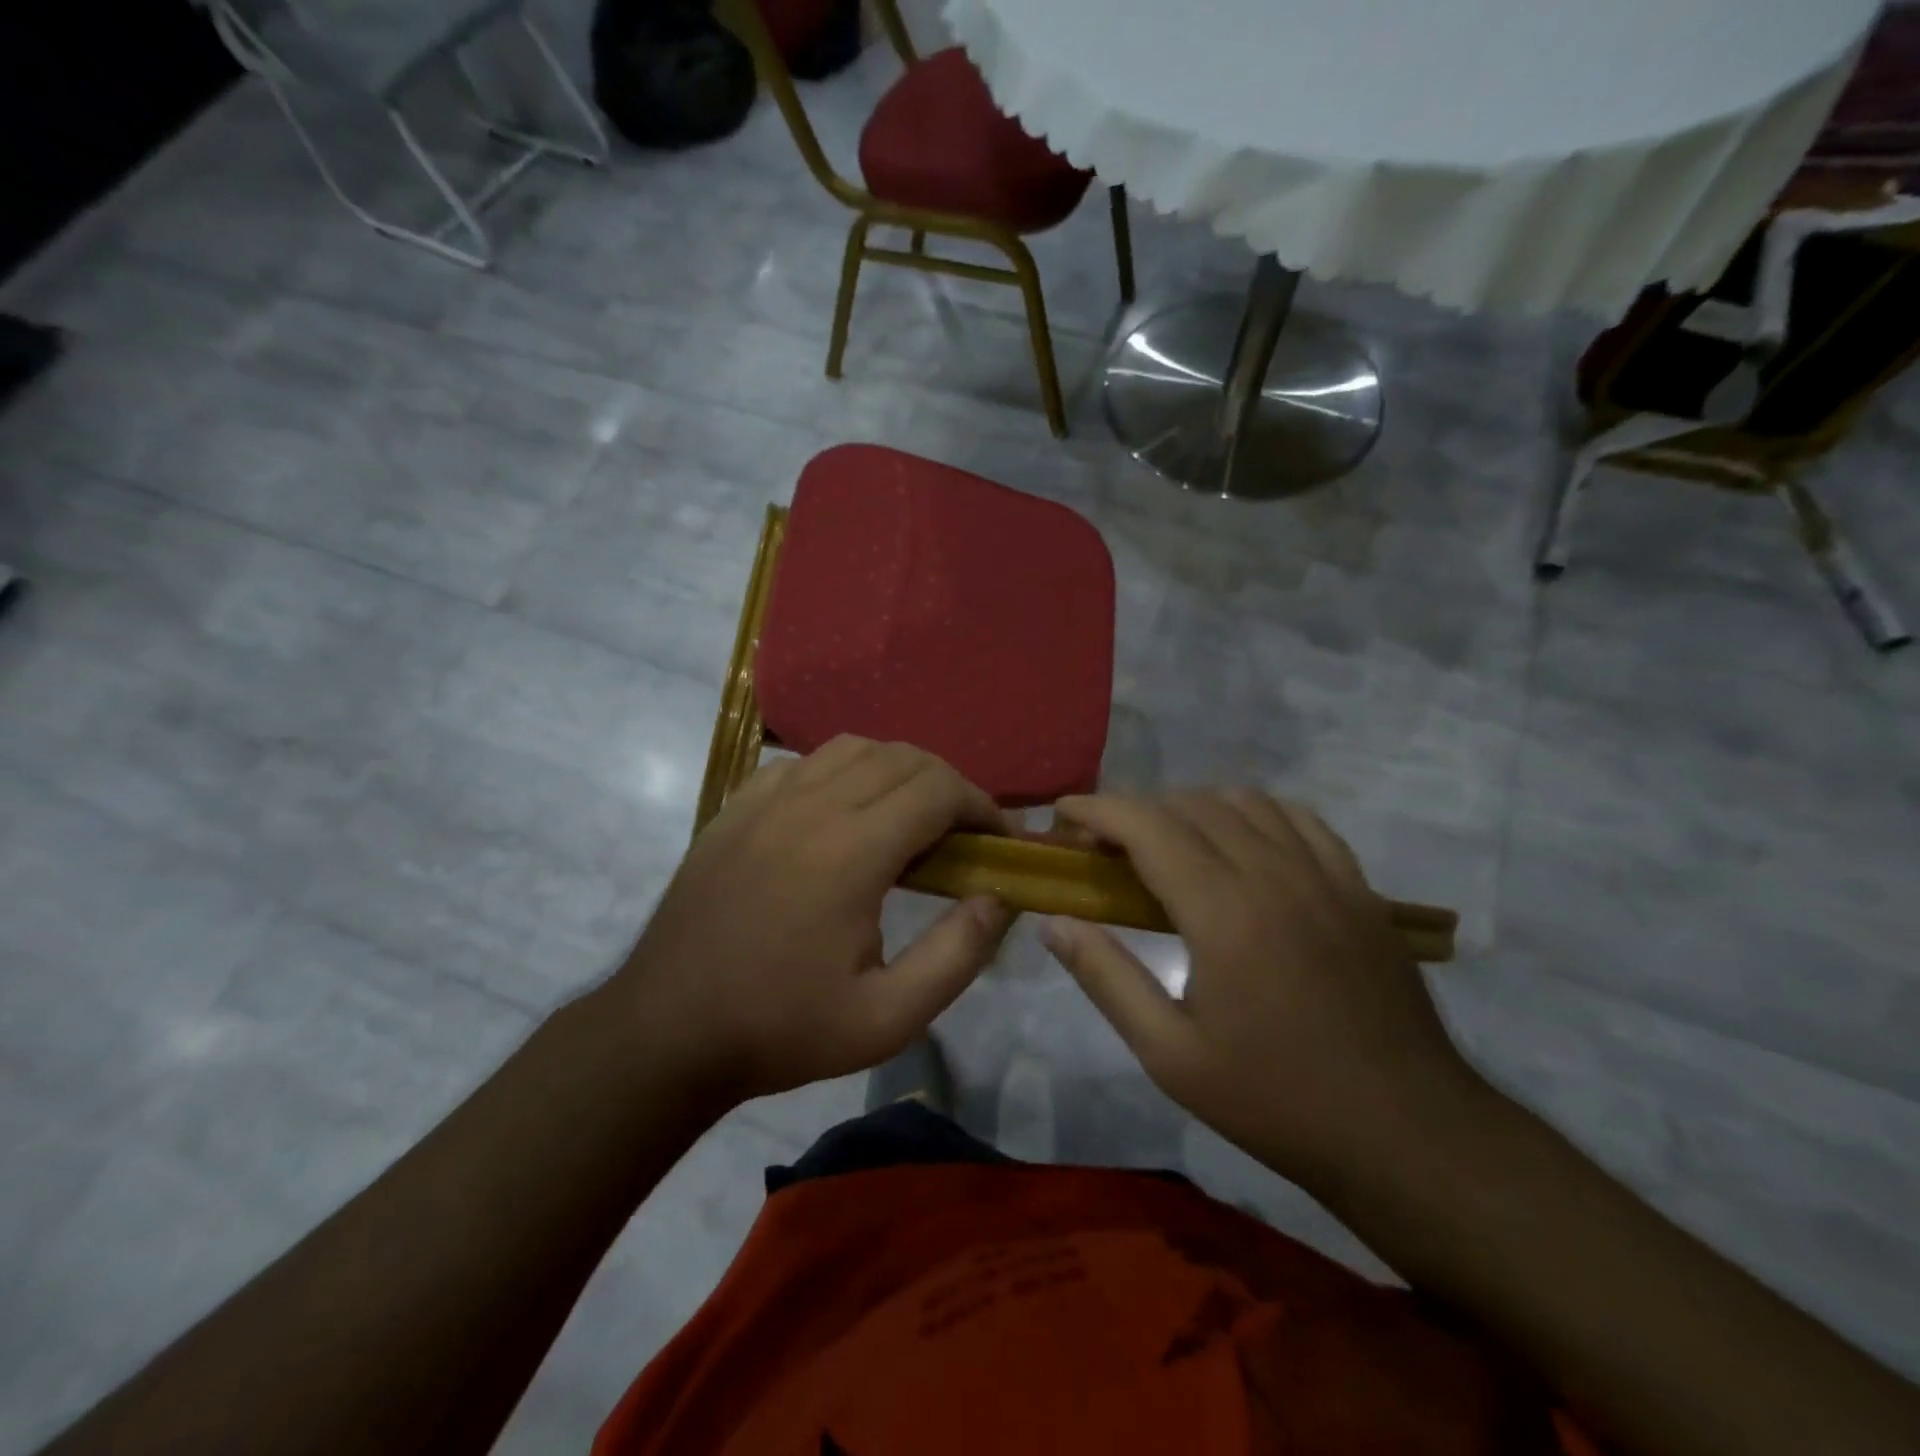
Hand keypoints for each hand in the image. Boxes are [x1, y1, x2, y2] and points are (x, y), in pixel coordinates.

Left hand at [614, 737, 1014, 1104]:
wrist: (668, 1031)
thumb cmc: (782, 1028)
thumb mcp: (887, 1018)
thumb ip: (957, 954)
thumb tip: (997, 896)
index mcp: (851, 852)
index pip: (938, 790)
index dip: (982, 806)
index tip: (999, 839)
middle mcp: (810, 806)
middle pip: (902, 757)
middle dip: (947, 785)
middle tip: (962, 833)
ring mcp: (765, 800)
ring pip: (852, 748)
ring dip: (896, 771)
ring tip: (908, 817)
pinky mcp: (735, 808)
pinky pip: (803, 763)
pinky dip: (841, 772)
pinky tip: (841, 814)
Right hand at [1040, 790, 1487, 1191]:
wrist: (1406, 1134)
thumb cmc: (1276, 1100)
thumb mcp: (1171, 1055)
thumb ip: (1106, 978)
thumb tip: (1054, 923)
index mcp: (1223, 911)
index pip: (1147, 826)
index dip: (1097, 809)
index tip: (1062, 815)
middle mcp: (1273, 873)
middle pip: (1189, 805)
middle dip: (1134, 812)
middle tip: (1104, 848)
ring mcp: (1323, 874)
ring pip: (1244, 801)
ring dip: (1191, 808)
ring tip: (1166, 845)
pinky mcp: (1357, 887)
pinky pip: (1298, 819)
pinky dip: (1254, 814)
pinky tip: (1241, 844)